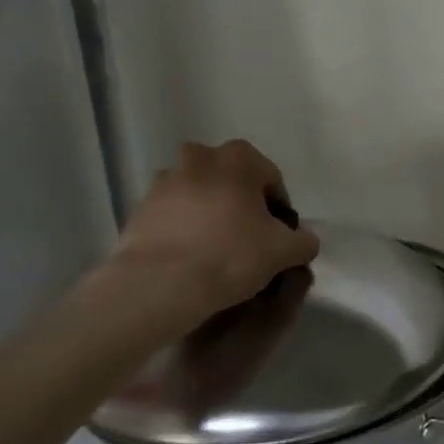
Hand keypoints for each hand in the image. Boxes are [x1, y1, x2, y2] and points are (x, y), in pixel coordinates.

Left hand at [110, 140, 320, 332]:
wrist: (160, 284)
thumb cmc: (231, 255)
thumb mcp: (286, 251)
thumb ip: (304, 240)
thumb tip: (303, 240)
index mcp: (239, 158)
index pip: (271, 178)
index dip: (279, 209)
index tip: (278, 236)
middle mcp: (199, 158)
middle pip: (231, 179)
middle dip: (241, 201)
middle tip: (248, 237)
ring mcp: (164, 181)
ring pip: (199, 193)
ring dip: (209, 211)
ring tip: (216, 247)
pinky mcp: (140, 207)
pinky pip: (173, 213)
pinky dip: (183, 226)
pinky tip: (191, 256)